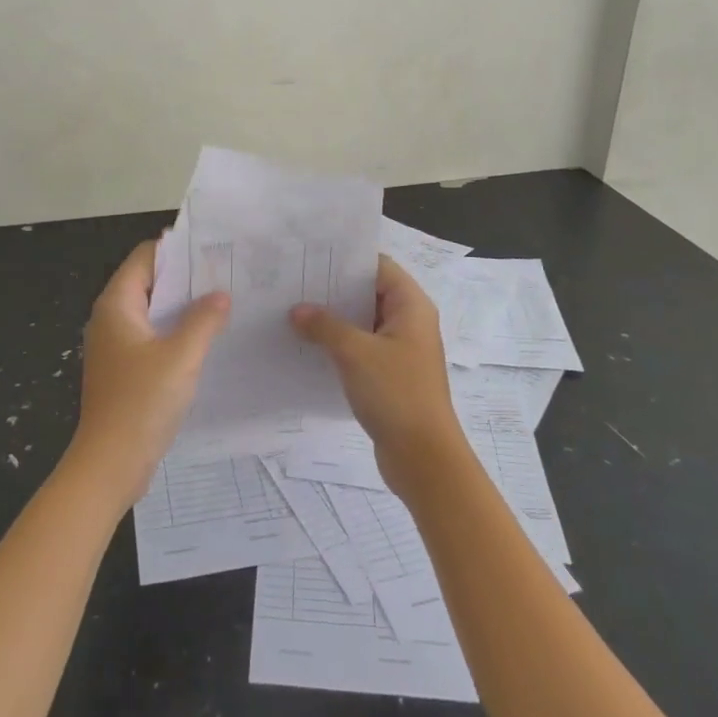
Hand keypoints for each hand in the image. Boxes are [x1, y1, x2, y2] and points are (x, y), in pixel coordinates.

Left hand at [66, 239, 230, 506]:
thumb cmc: (142, 403)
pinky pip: (152, 337)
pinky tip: (206, 340)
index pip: (146, 257)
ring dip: (184, 307)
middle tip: (227, 274)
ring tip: (224, 303)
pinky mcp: (124, 370)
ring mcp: (116, 346)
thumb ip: (204, 320)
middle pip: (150, 282)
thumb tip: (220, 294)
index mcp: (117, 305)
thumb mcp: (181, 356)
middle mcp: (111, 319)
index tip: (214, 249)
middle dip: (186, 278)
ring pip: (153, 312)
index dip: (178, 249)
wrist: (110, 465)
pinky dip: (176, 332)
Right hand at [290, 255, 466, 497]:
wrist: (424, 458)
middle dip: (334, 289)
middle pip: (369, 292)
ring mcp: (401, 349)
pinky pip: (362, 347)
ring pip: (363, 322)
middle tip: (294, 283)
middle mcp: (409, 321)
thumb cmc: (396, 393)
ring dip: (334, 318)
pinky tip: (309, 345)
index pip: (378, 266)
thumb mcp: (355, 353)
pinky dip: (340, 343)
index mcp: (411, 305)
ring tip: (293, 311)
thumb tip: (297, 310)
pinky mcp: (391, 374)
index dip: (347, 260)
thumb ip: (324, 326)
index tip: (311, 258)